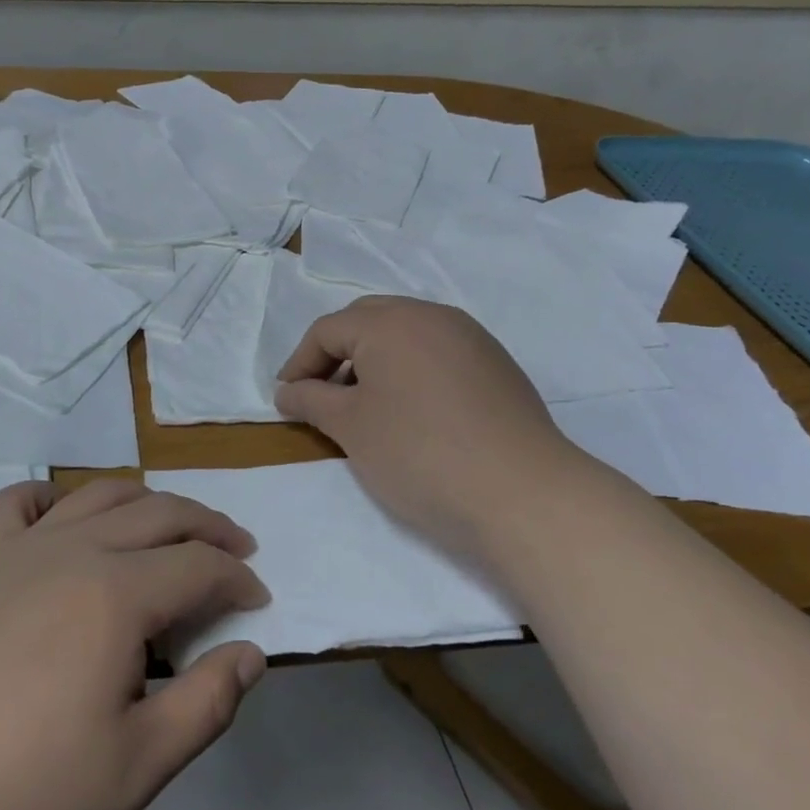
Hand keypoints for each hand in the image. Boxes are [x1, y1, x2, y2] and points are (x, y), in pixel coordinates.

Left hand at [0, 478, 268, 809]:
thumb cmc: (29, 789)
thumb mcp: (139, 766)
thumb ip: (208, 704)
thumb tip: (251, 653)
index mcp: (117, 593)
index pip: (200, 565)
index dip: (238, 578)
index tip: (258, 601)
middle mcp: (75, 550)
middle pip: (160, 513)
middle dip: (209, 526)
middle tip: (236, 550)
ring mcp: (22, 550)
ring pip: (100, 495)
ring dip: (147, 501)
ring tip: (170, 526)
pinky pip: (17, 504)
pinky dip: (50, 498)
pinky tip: (62, 517)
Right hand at [274, 296, 590, 554]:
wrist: (523, 494)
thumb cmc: (419, 454)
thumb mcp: (351, 428)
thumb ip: (312, 400)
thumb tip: (288, 390)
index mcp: (391, 321)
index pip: (328, 330)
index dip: (299, 363)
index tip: (286, 399)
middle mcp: (432, 315)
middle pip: (368, 321)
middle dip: (337, 354)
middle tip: (321, 394)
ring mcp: (471, 337)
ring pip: (406, 335)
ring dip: (375, 361)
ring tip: (365, 405)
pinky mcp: (497, 364)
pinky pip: (438, 352)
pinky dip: (412, 371)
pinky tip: (413, 411)